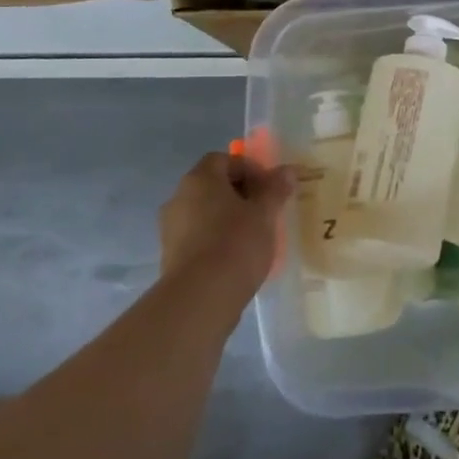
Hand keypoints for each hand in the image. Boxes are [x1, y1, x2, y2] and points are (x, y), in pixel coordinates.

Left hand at [158, 152, 294, 298]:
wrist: (200, 298)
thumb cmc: (236, 244)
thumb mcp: (265, 213)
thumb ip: (275, 189)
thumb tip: (287, 171)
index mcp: (200, 179)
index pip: (223, 159)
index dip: (249, 168)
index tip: (270, 188)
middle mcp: (179, 197)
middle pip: (213, 185)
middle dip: (241, 194)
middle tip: (266, 211)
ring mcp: (171, 228)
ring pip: (206, 212)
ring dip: (229, 218)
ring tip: (255, 237)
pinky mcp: (171, 256)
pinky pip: (199, 237)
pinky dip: (217, 240)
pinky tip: (237, 258)